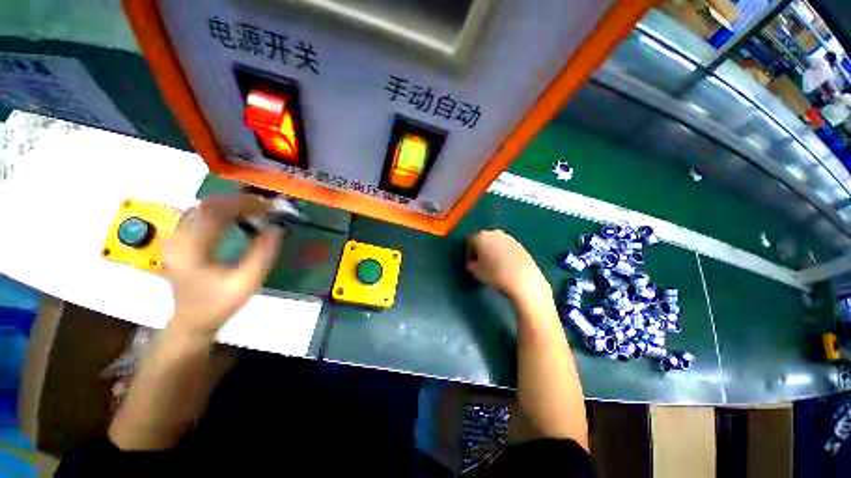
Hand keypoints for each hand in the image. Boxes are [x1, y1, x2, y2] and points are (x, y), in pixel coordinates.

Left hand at [162, 195, 283, 339]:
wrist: (192, 321)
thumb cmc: (219, 304)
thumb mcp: (246, 282)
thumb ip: (262, 254)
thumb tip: (277, 228)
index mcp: (191, 249)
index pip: (215, 213)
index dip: (244, 204)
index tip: (268, 205)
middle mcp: (178, 238)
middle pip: (207, 205)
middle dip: (239, 201)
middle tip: (264, 206)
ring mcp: (175, 238)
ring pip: (202, 207)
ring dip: (230, 204)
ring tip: (254, 209)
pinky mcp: (179, 240)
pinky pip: (199, 215)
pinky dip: (220, 210)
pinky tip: (236, 216)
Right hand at [466, 230, 550, 301]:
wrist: (522, 279)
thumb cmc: (494, 274)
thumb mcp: (476, 272)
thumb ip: (471, 265)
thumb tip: (472, 264)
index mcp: (481, 237)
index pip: (470, 242)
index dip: (469, 254)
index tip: (471, 265)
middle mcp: (494, 233)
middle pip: (483, 240)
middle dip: (481, 250)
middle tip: (481, 264)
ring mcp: (509, 238)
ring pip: (496, 243)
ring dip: (492, 251)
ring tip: (494, 266)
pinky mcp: (520, 245)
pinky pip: (506, 248)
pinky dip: (503, 254)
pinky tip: (505, 266)